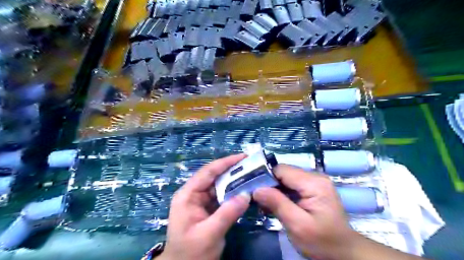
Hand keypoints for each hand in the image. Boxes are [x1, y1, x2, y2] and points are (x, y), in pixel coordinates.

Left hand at [156, 155, 249, 259]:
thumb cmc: (190, 253)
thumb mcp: (209, 234)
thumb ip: (228, 213)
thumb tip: (247, 194)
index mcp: (188, 195)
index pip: (208, 172)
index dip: (225, 162)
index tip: (243, 157)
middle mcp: (193, 194)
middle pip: (214, 177)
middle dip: (232, 170)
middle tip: (251, 165)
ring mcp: (200, 201)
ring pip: (219, 186)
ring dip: (234, 181)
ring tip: (251, 175)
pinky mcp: (207, 209)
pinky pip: (221, 197)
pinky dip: (233, 193)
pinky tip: (244, 191)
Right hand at [254, 165, 355, 259]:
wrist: (343, 252)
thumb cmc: (322, 241)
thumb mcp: (298, 225)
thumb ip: (277, 204)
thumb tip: (257, 189)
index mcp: (314, 183)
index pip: (282, 170)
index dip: (265, 177)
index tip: (252, 188)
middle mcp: (314, 177)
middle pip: (283, 173)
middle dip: (268, 184)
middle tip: (256, 199)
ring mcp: (314, 182)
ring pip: (285, 179)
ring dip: (273, 190)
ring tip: (264, 204)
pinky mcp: (311, 189)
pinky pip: (290, 186)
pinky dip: (280, 194)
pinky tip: (274, 205)